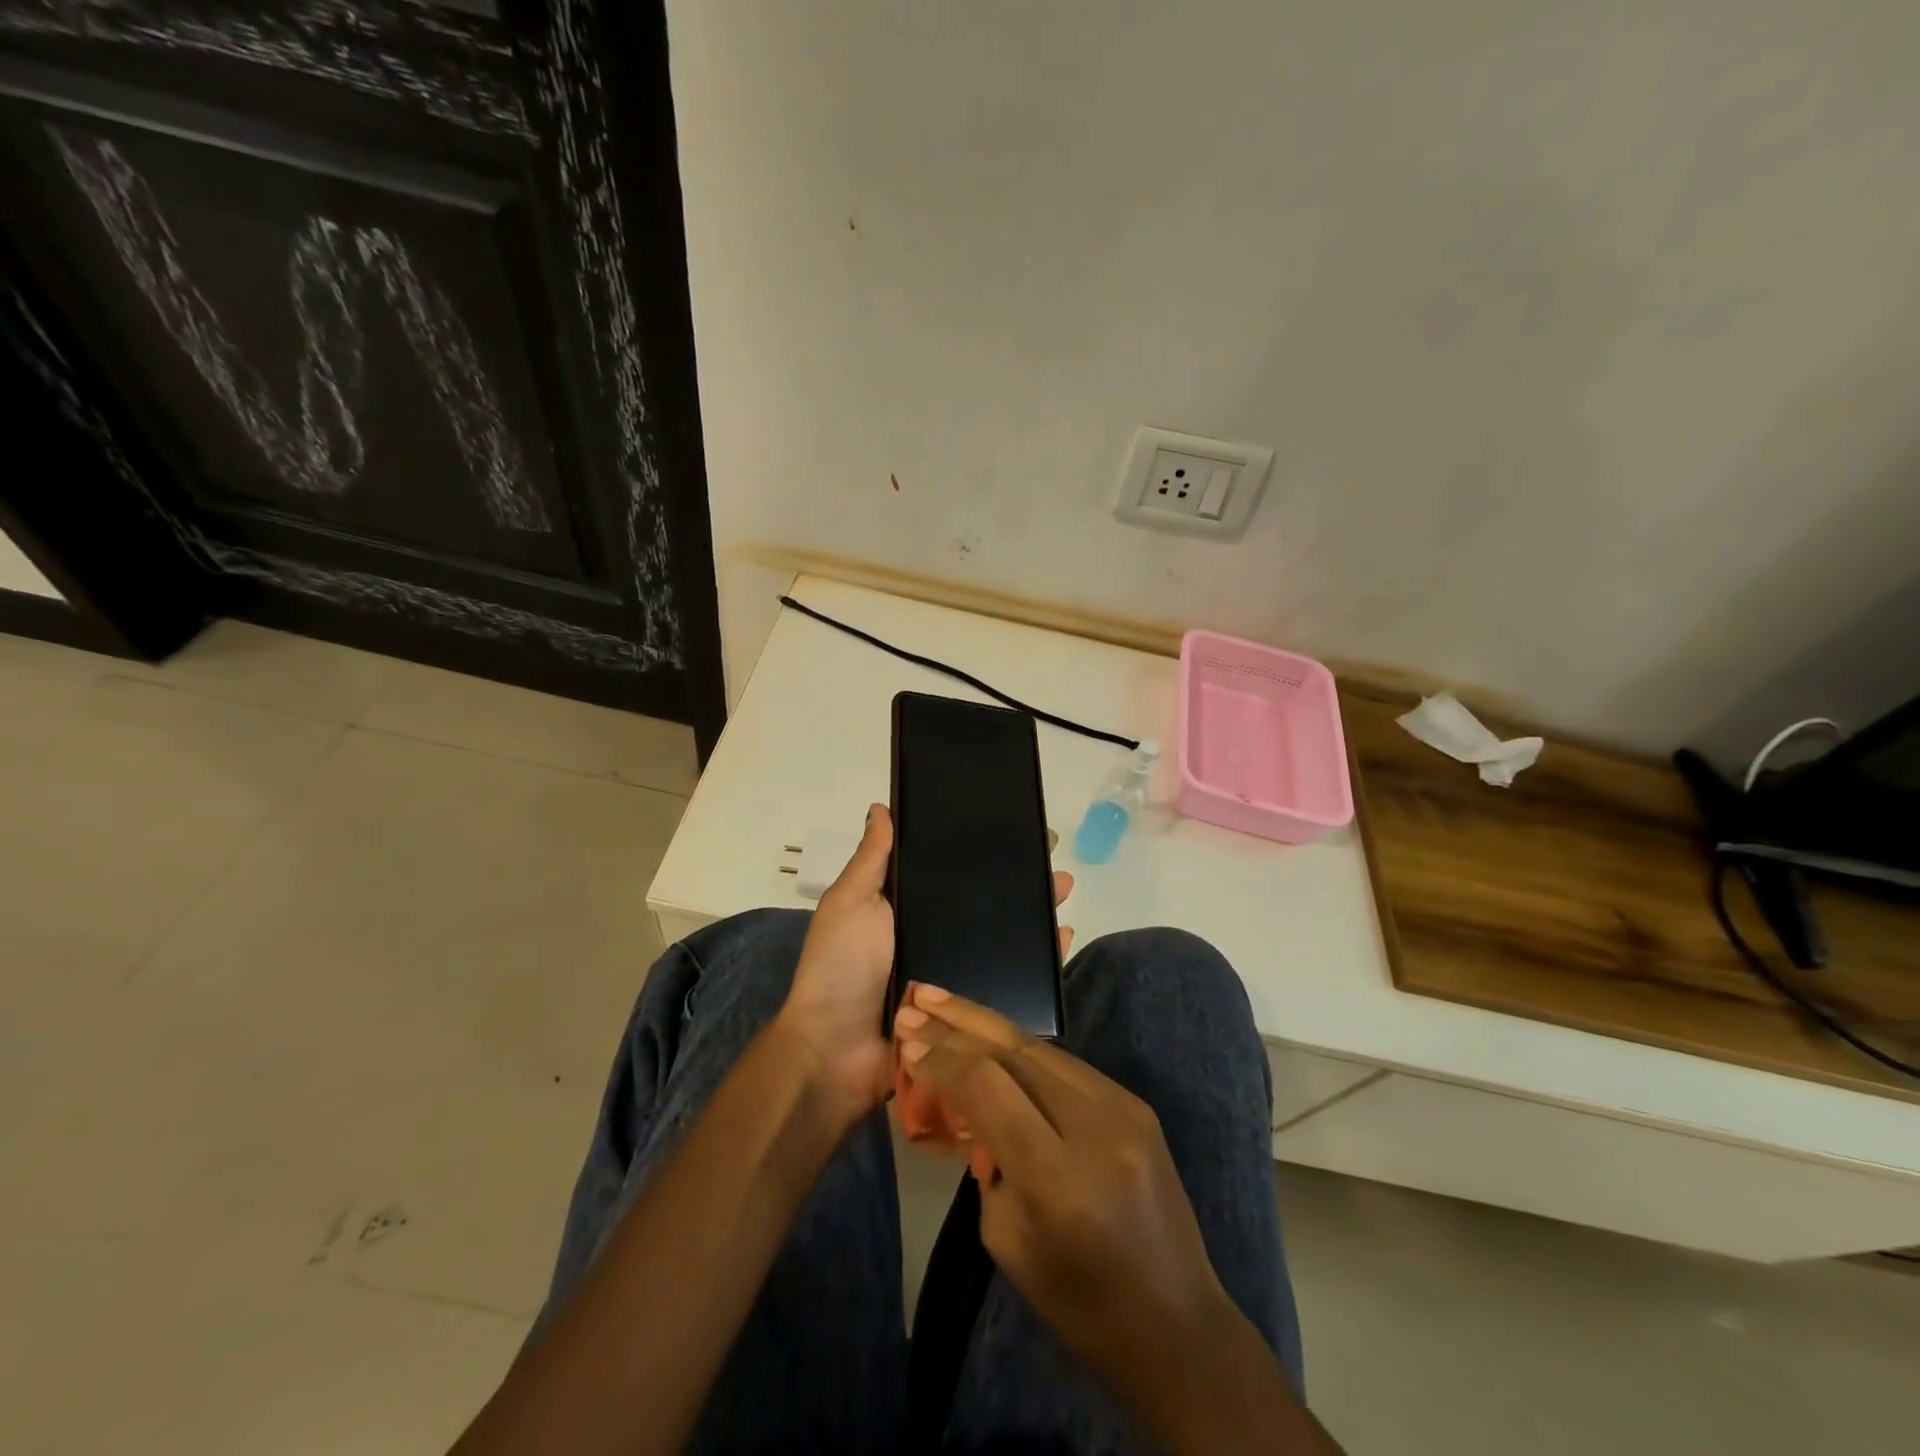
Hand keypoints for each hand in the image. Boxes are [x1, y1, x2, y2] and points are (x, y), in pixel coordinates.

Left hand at [777, 808, 1078, 1128]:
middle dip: (1018, 878)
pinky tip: (1062, 938)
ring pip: (1003, 937)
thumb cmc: (840, 968)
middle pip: (983, 902)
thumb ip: (872, 860)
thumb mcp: (851, 903)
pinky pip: (1010, 981)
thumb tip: (880, 807)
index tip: (1013, 825)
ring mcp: (952, 973)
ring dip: (1034, 912)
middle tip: (1050, 855)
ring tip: (1062, 886)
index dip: (980, 849)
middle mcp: (933, 936)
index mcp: (905, 908)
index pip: (950, 870)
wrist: (836, 1052)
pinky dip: (1038, 962)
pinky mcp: (968, 1008)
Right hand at [892, 989, 1235, 1388]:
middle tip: (914, 997)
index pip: (988, 1088)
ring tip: (942, 1000)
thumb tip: (971, 1101)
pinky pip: (1065, 1065)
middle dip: (958, 1021)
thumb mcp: (1007, 1241)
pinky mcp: (1136, 1103)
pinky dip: (1020, 1047)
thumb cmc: (1079, 1302)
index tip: (906, 1040)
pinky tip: (989, 1035)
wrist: (1177, 1323)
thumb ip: (987, 1159)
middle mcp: (1095, 1127)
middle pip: (1015, 1052)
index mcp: (1058, 1177)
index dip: (943, 1058)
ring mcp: (1124, 1108)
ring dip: (987, 1022)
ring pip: (1040, 1047)